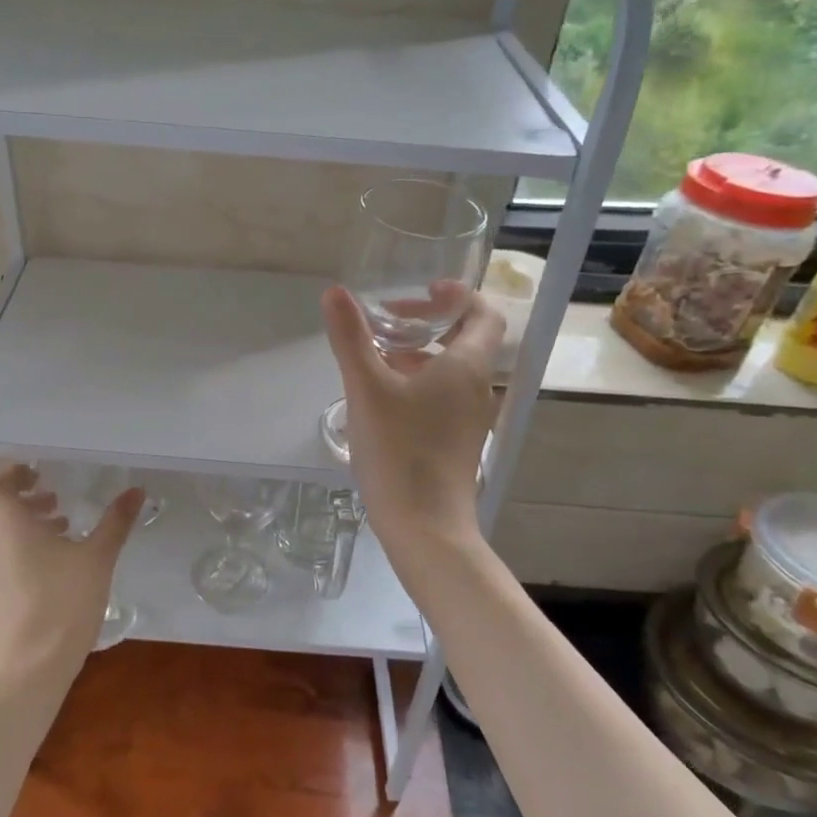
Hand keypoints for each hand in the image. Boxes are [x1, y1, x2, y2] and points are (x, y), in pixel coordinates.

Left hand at [0, 465, 142, 688]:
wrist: (32, 666)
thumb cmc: (64, 602)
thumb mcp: (97, 557)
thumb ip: (115, 522)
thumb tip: (136, 490)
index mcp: (9, 526)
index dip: (15, 475)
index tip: (38, 473)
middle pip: (1, 512)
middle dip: (28, 502)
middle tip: (58, 502)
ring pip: (4, 537)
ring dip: (29, 527)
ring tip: (63, 530)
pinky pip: (6, 560)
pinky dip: (25, 550)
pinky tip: (57, 566)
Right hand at [322, 286, 501, 555]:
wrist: (425, 526)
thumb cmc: (400, 450)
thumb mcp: (367, 388)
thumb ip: (351, 338)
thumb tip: (334, 292)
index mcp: (466, 366)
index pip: (483, 313)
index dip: (457, 295)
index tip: (423, 290)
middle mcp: (477, 388)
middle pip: (466, 340)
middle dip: (429, 323)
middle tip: (388, 320)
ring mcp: (470, 418)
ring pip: (452, 370)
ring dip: (420, 354)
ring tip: (378, 357)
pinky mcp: (458, 442)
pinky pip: (444, 397)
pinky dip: (420, 383)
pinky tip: (383, 398)